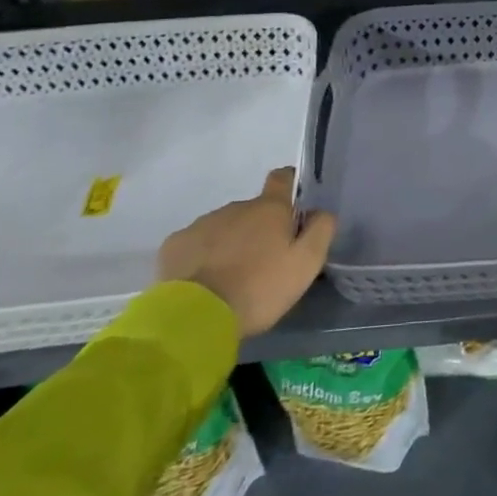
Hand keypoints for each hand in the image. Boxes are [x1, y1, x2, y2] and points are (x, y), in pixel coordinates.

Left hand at [156, 167, 334, 336]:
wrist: (196, 317)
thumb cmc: (259, 288)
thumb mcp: (306, 263)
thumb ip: (321, 230)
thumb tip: (321, 211)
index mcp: (269, 208)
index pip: (283, 178)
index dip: (290, 184)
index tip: (293, 205)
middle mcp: (236, 207)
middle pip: (253, 210)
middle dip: (259, 228)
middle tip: (263, 262)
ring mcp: (202, 224)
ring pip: (224, 227)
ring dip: (231, 243)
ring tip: (231, 277)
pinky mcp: (175, 245)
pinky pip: (196, 244)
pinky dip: (202, 256)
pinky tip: (203, 282)